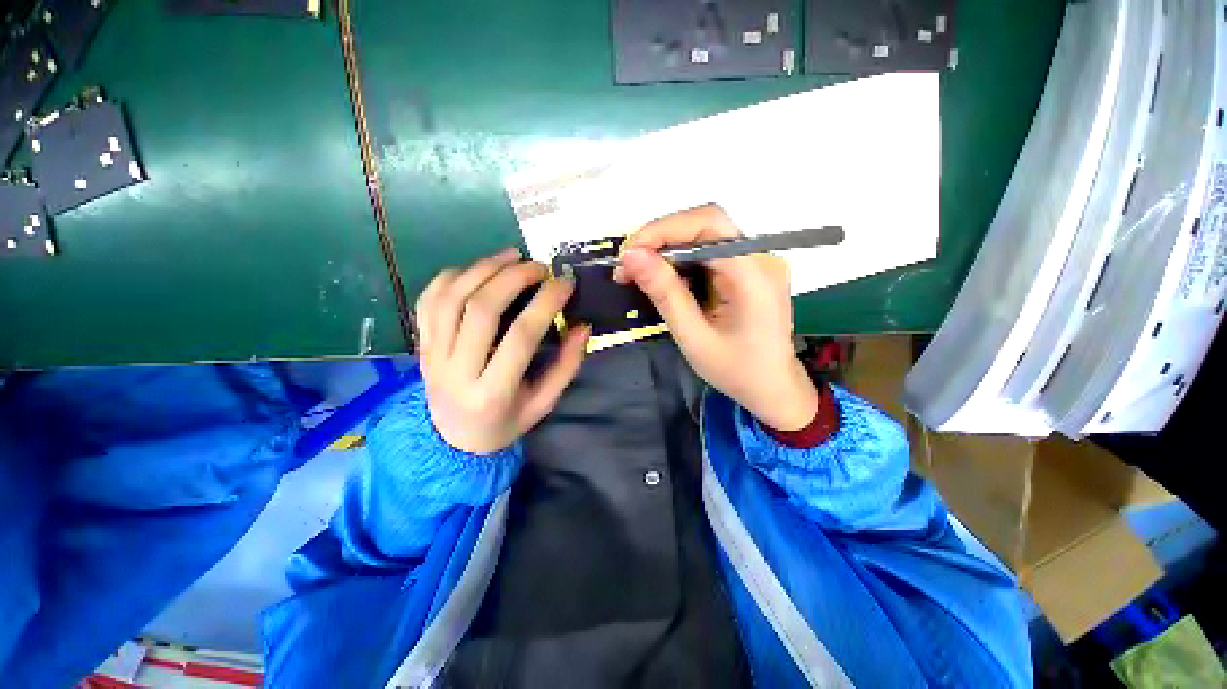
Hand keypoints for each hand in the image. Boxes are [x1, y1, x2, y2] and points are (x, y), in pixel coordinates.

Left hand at [416, 248, 589, 453]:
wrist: (451, 440)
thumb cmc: (505, 422)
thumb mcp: (543, 404)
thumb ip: (566, 366)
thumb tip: (582, 326)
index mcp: (493, 393)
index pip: (521, 336)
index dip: (546, 303)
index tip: (565, 282)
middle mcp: (456, 371)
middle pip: (481, 309)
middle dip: (514, 277)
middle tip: (539, 266)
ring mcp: (432, 355)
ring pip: (451, 297)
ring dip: (484, 268)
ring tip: (512, 256)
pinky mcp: (420, 344)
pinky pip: (428, 300)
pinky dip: (452, 276)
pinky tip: (477, 269)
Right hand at [614, 204, 818, 430]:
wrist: (771, 387)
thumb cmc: (735, 371)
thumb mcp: (693, 337)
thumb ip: (664, 293)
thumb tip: (631, 255)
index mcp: (754, 276)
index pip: (709, 226)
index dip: (664, 230)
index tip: (628, 253)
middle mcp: (761, 258)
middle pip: (706, 225)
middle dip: (660, 240)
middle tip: (627, 265)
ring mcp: (758, 261)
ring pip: (704, 236)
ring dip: (667, 250)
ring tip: (638, 274)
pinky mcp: (749, 268)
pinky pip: (710, 252)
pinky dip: (681, 261)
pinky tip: (664, 279)